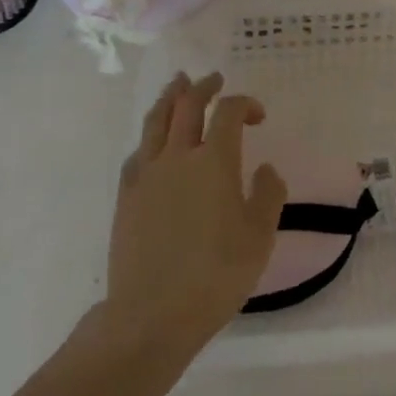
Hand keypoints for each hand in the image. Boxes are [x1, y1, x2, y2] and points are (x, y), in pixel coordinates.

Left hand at [106, 72, 286, 359]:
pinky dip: (150, 136)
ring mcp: (147, 174)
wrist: (150, 316)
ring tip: (178, 85)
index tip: (257, 116)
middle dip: (204, 86)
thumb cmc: (215, 276)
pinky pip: (138, 151)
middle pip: (187, 104)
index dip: (245, 104)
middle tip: (214, 79)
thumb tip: (265, 169)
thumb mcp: (259, 237)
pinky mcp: (126, 197)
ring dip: (171, 97)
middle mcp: (178, 156)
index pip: (228, 111)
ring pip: (156, 120)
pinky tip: (154, 141)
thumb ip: (268, 195)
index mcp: (214, 160)